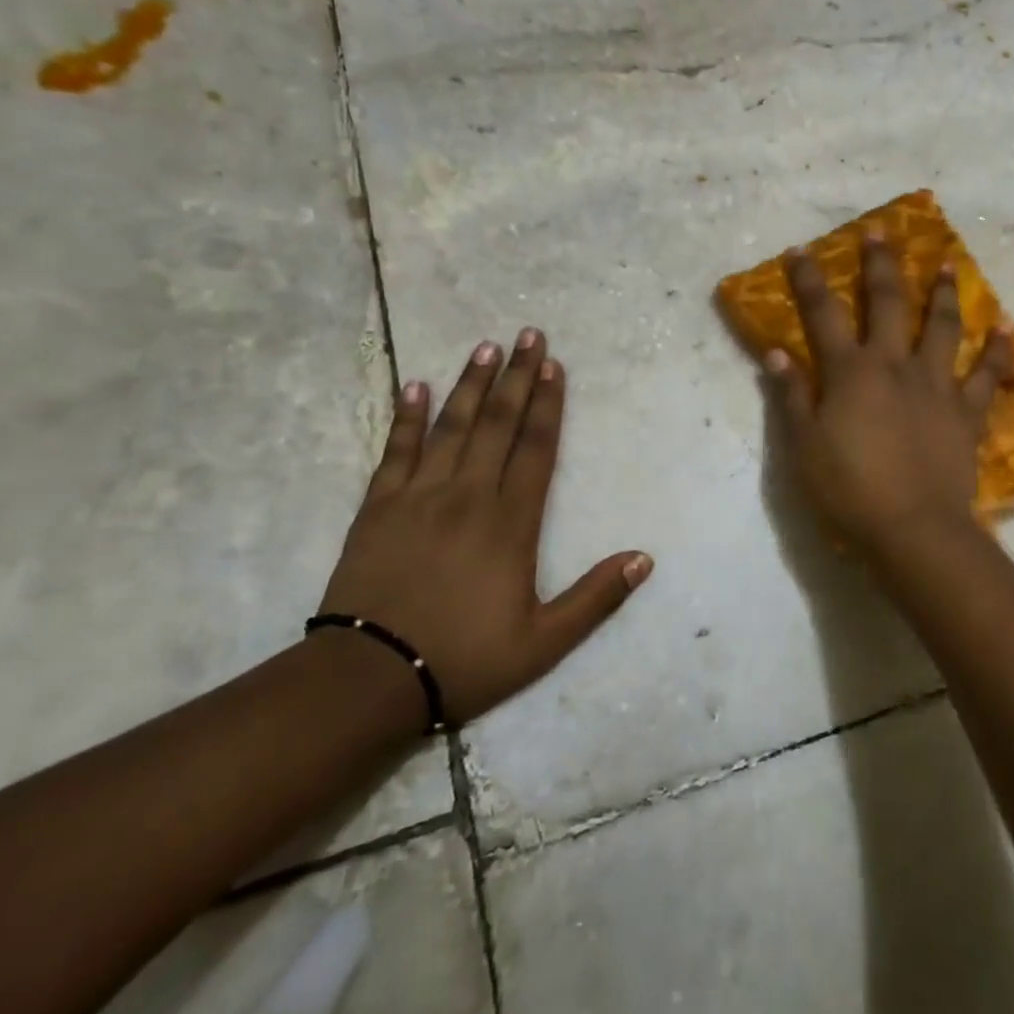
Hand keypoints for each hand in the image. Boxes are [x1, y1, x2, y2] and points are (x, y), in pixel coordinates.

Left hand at [317, 329, 652, 727]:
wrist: (369, 679)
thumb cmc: (464, 659)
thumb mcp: (544, 642)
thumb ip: (596, 598)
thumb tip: (644, 559)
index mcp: (511, 523)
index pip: (536, 449)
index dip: (548, 405)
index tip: (553, 365)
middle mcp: (468, 496)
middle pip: (497, 424)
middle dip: (516, 377)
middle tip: (528, 334)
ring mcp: (419, 497)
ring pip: (451, 427)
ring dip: (470, 384)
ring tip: (485, 347)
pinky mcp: (378, 508)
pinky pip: (395, 451)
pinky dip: (407, 417)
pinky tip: (415, 386)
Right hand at [768, 232, 1009, 555]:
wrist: (913, 528)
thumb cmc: (849, 489)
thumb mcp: (803, 446)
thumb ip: (791, 395)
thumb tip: (776, 351)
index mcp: (851, 372)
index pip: (824, 314)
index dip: (810, 280)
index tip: (801, 250)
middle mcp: (895, 365)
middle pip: (888, 303)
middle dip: (881, 264)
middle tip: (881, 232)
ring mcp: (937, 385)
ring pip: (942, 327)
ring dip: (943, 293)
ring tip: (947, 263)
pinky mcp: (967, 412)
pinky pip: (987, 375)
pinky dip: (997, 351)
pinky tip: (1007, 329)